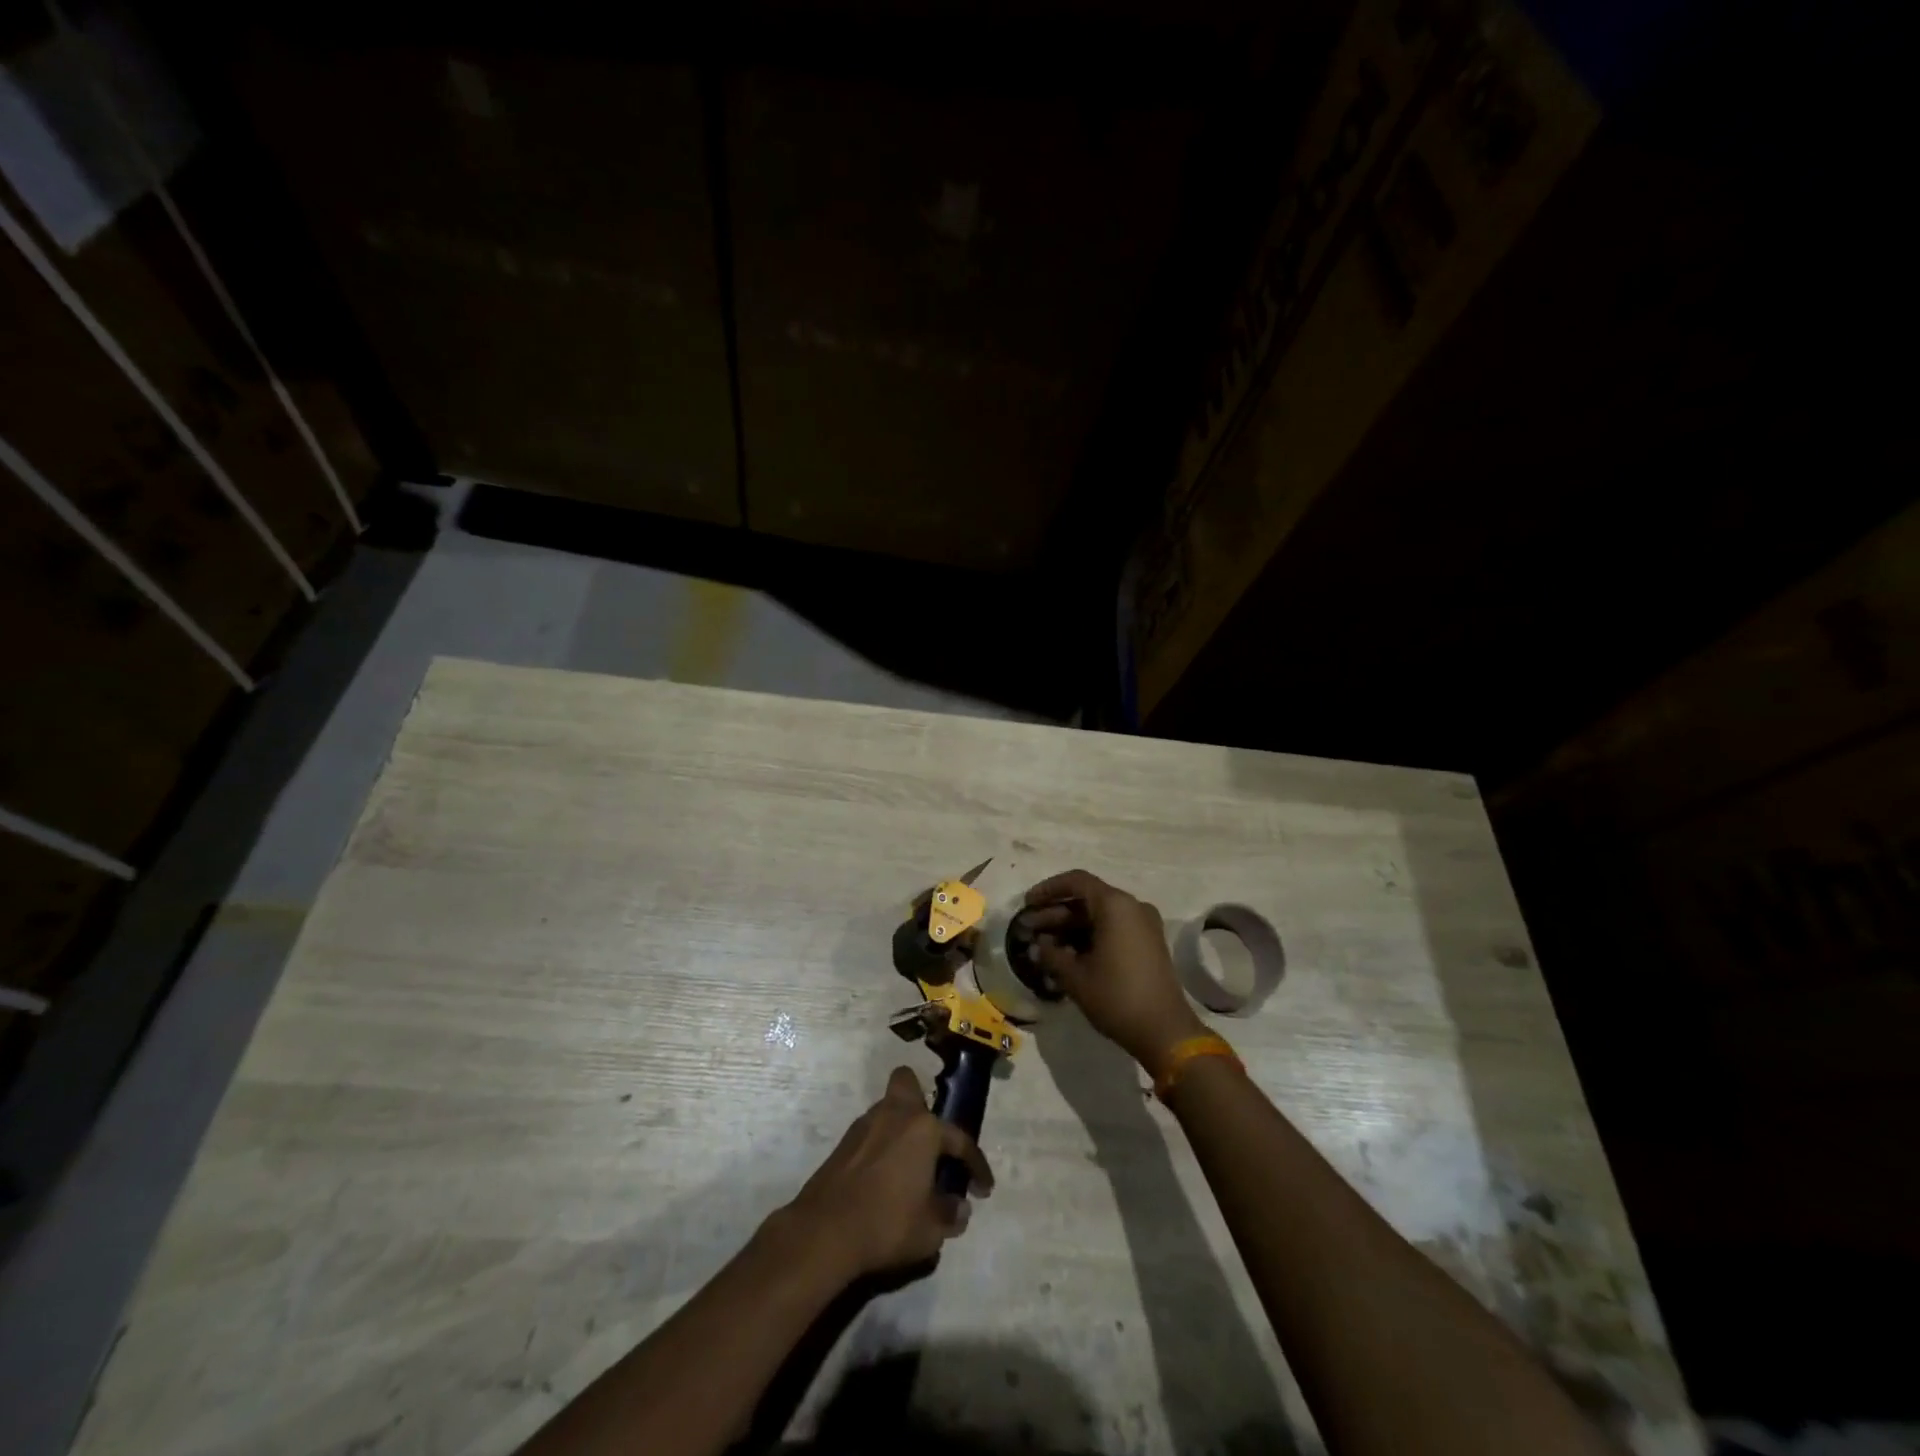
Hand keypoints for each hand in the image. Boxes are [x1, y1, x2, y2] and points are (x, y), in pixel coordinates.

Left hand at [782, 1067, 992, 1280]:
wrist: (824, 1231)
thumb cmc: (887, 1223)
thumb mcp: (931, 1231)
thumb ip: (950, 1214)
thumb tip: (959, 1206)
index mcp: (923, 1129)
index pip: (960, 1141)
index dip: (976, 1166)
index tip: (984, 1188)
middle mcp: (895, 1114)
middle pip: (909, 1085)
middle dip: (921, 1104)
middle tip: (930, 1142)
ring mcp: (865, 1124)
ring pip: (888, 1110)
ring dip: (901, 1130)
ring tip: (909, 1168)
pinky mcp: (844, 1143)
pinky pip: (872, 1133)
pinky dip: (881, 1147)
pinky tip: (884, 1178)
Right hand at [1024, 869, 1205, 1073]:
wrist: (1165, 1031)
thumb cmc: (1117, 997)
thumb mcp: (1075, 976)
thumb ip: (1051, 954)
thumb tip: (1036, 946)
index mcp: (1115, 905)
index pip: (1076, 881)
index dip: (1048, 889)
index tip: (1027, 903)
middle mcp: (1132, 906)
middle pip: (1087, 899)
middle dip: (1056, 912)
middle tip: (1029, 928)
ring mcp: (1143, 924)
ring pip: (1099, 915)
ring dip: (1071, 926)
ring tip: (1044, 944)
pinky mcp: (1148, 942)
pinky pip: (1113, 928)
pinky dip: (1090, 935)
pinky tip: (1069, 953)